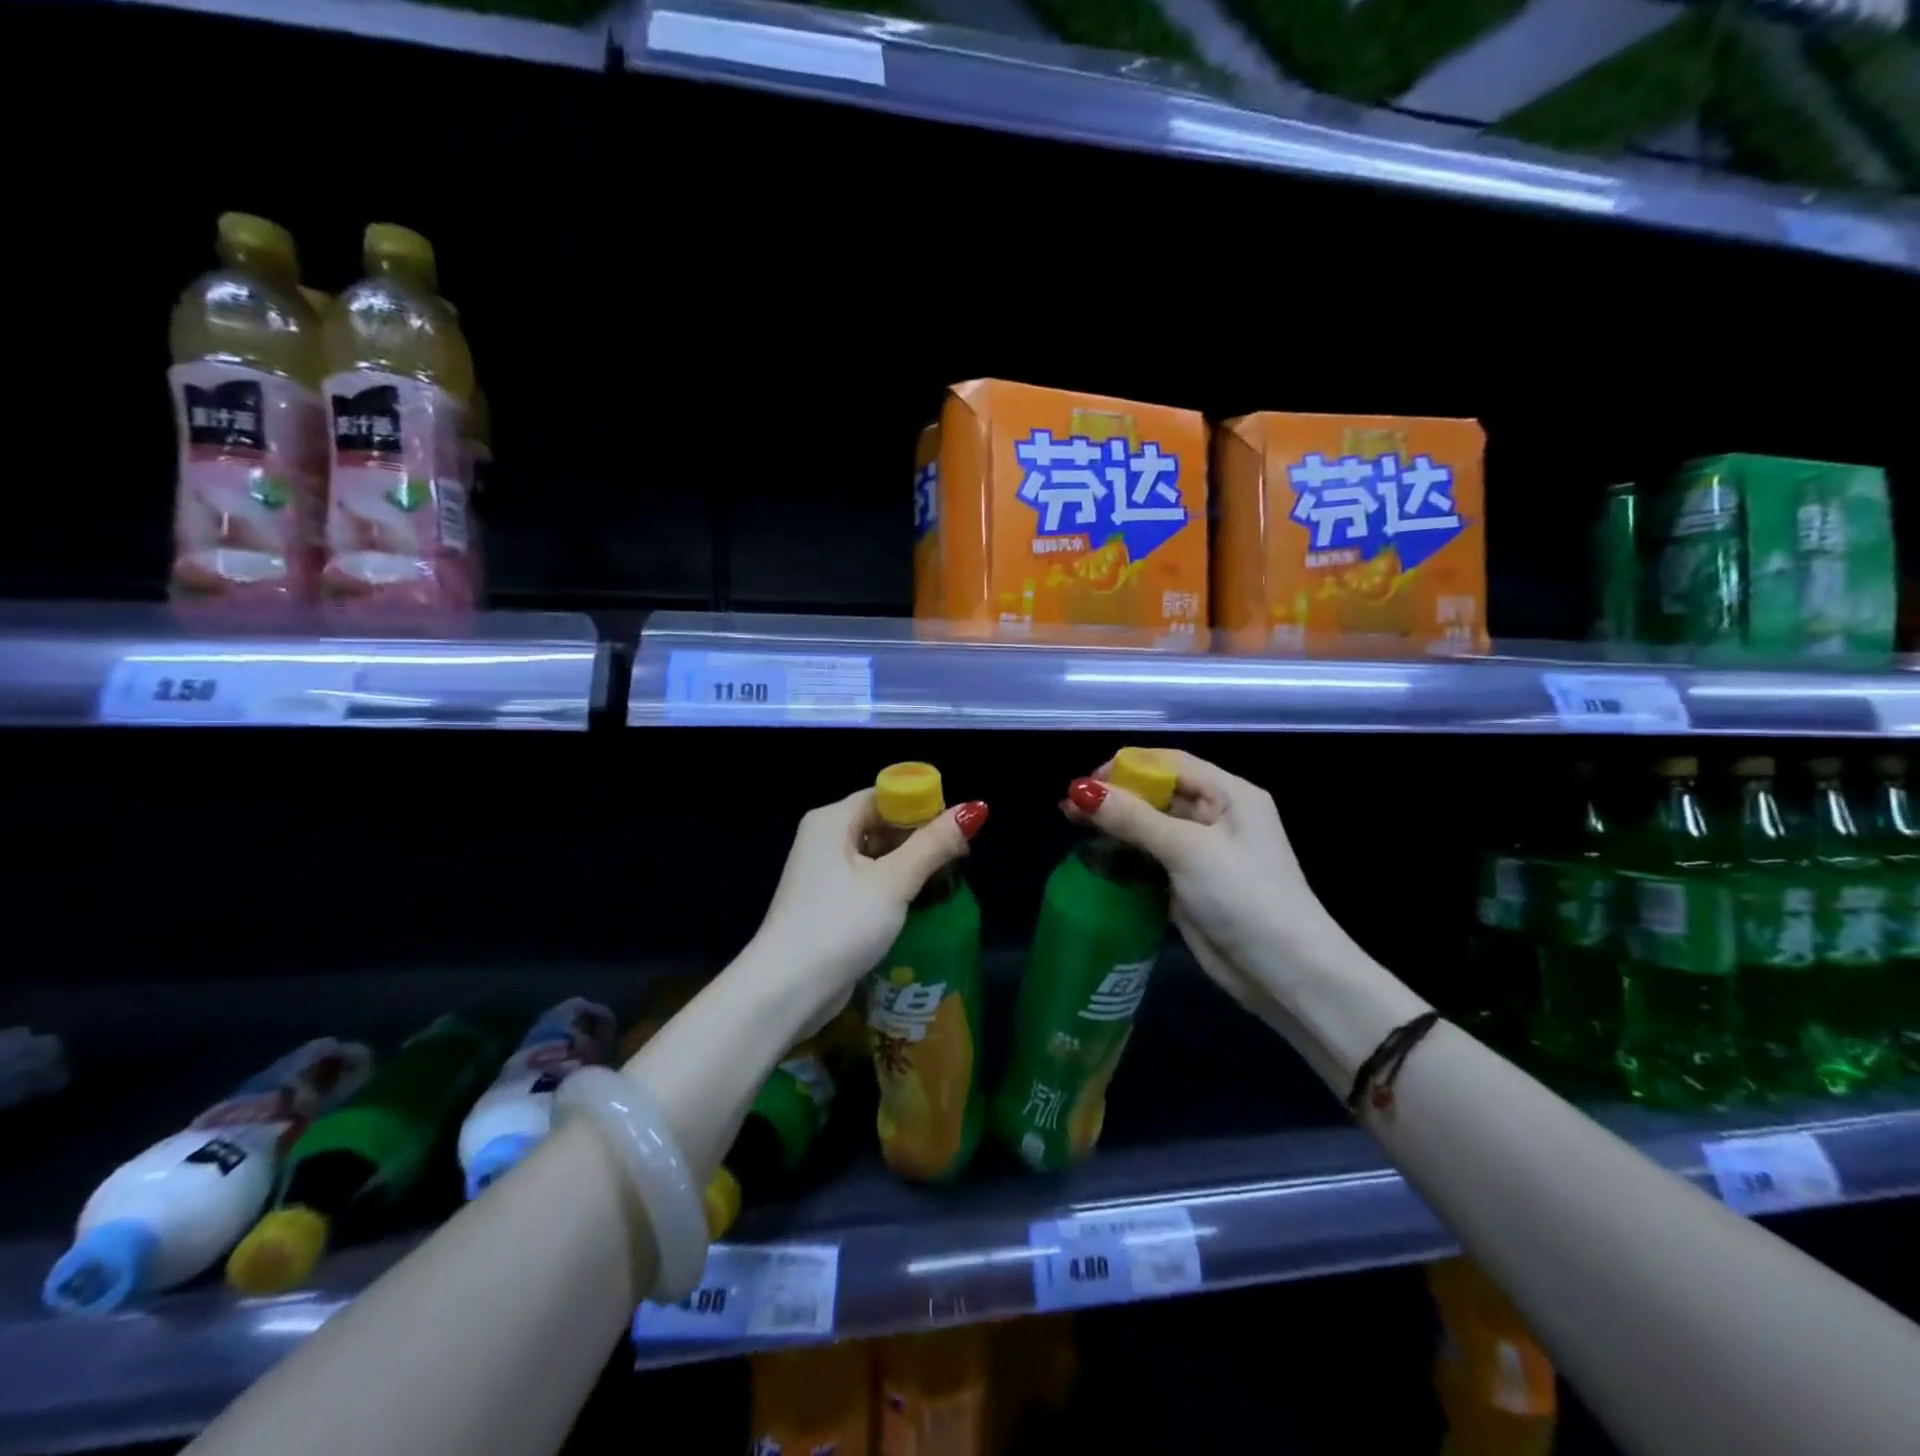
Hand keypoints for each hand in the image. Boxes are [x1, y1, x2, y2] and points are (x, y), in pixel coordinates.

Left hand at [752, 788, 986, 1037]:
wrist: (786, 990)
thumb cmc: (840, 924)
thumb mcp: (894, 882)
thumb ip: (933, 845)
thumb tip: (975, 808)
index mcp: (832, 820)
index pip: (885, 796)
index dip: (923, 806)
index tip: (956, 829)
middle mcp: (823, 839)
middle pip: (880, 823)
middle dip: (919, 838)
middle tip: (959, 858)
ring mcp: (821, 874)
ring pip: (875, 856)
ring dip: (908, 865)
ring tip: (946, 882)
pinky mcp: (826, 904)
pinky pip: (866, 882)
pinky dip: (892, 887)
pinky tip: (918, 904)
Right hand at [1065, 750, 1348, 1019]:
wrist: (1284, 973)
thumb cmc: (1244, 897)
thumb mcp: (1187, 850)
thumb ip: (1133, 819)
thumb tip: (1081, 790)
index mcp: (1231, 796)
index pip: (1172, 763)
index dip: (1128, 766)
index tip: (1086, 781)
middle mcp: (1218, 817)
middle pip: (1158, 793)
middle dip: (1115, 795)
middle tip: (1069, 805)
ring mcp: (1203, 852)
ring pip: (1151, 826)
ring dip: (1115, 823)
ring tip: (1071, 823)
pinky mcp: (1190, 883)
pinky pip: (1151, 857)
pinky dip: (1125, 853)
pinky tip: (1096, 854)